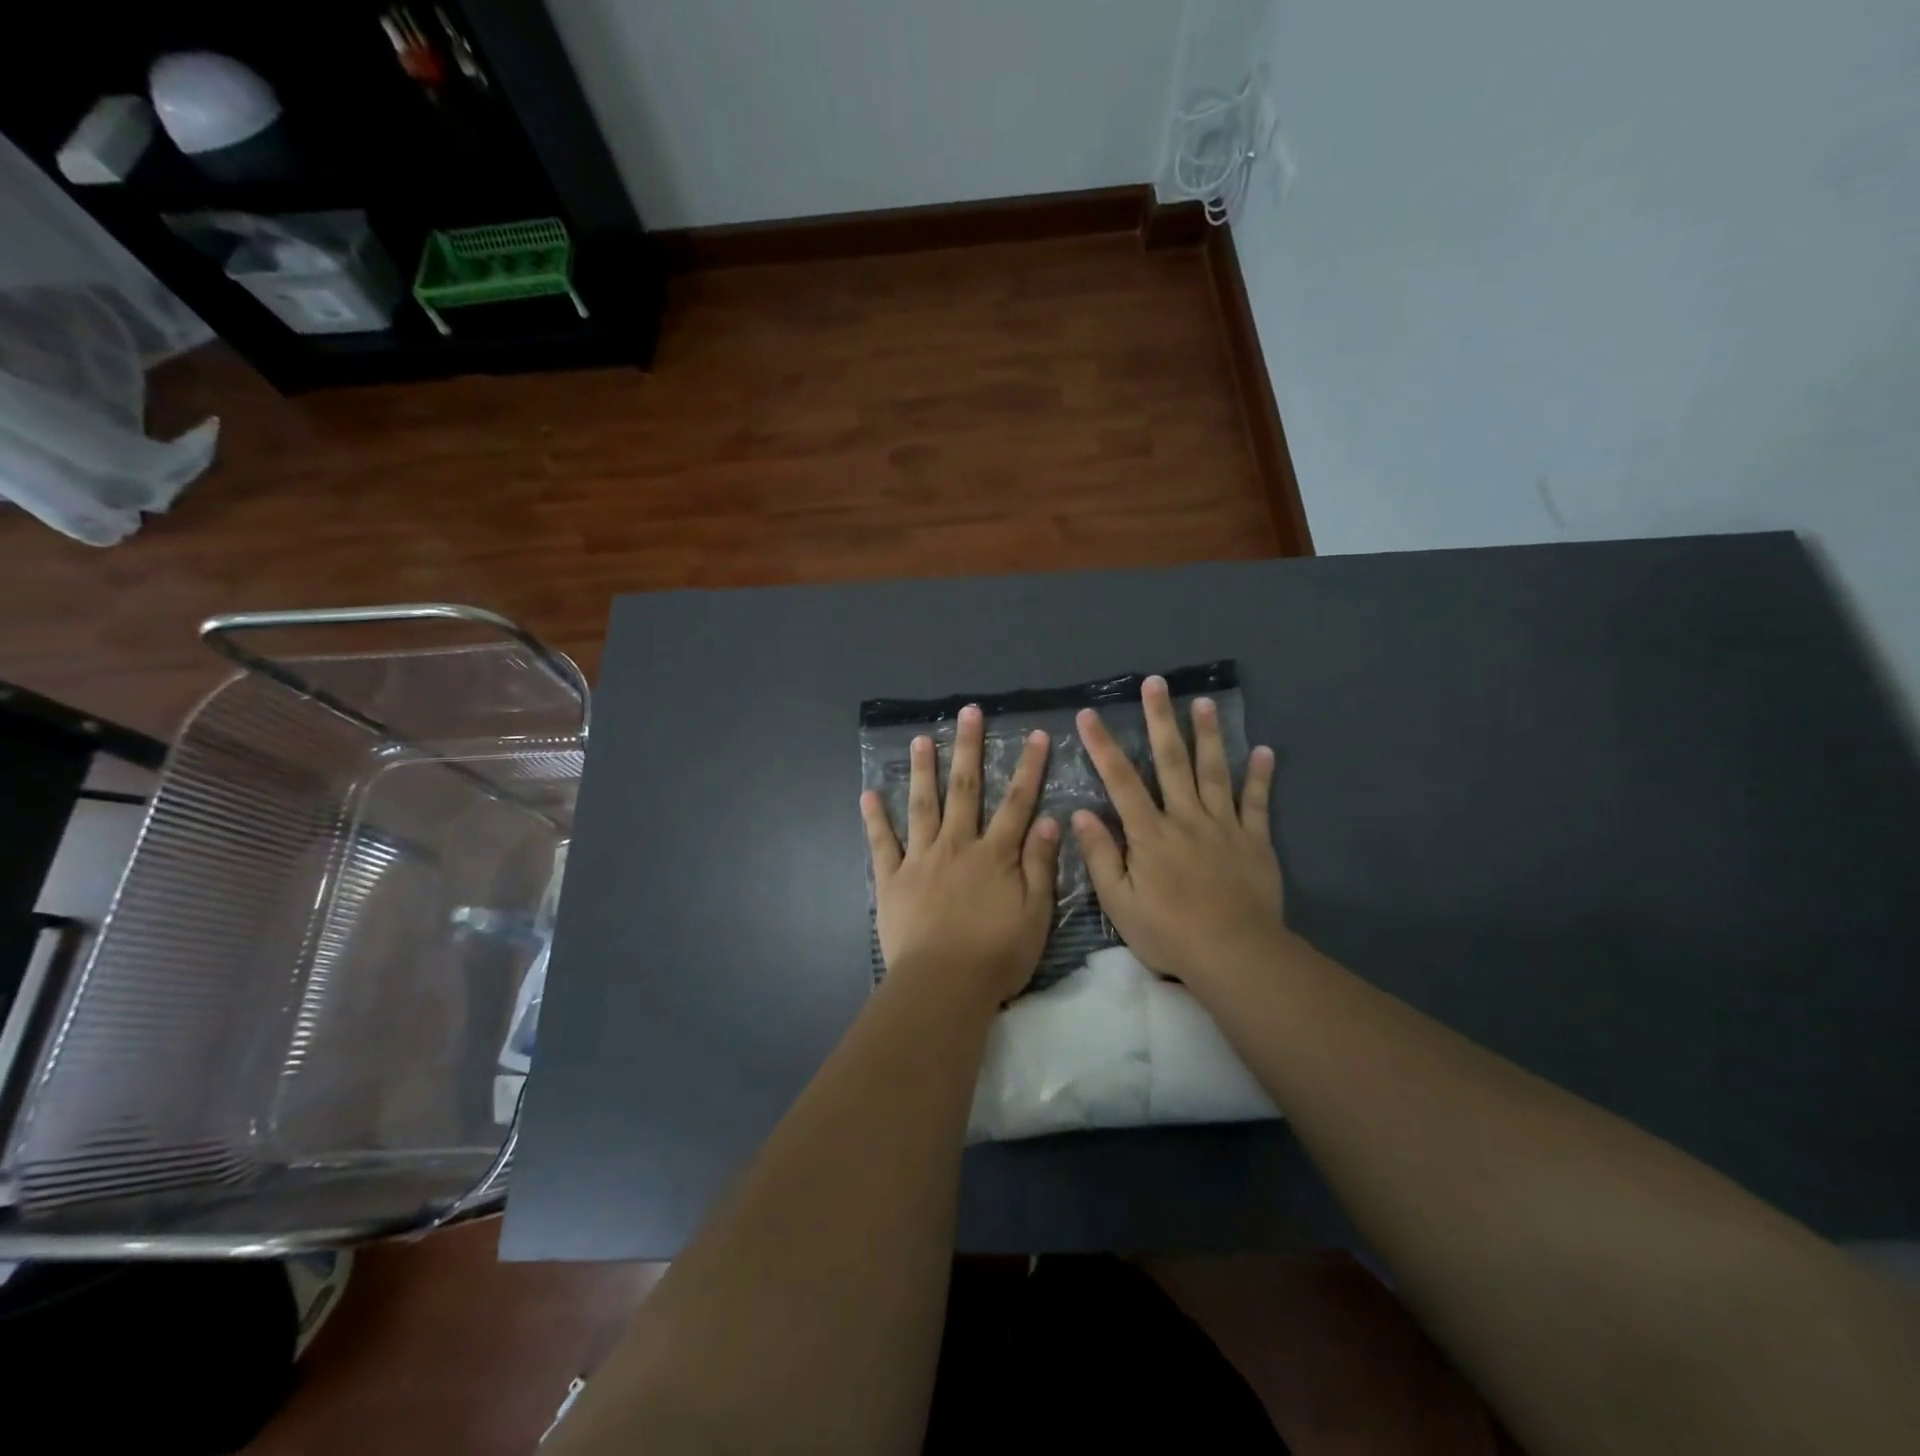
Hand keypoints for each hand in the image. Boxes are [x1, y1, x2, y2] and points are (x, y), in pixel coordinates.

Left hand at [861, 704, 1060, 1009]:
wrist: (942, 986)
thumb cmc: (996, 956)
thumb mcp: (1035, 915)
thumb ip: (1041, 866)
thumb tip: (1049, 819)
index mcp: (995, 854)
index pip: (1017, 802)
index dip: (1029, 767)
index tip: (1035, 735)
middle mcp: (957, 845)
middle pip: (965, 789)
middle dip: (969, 748)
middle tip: (967, 713)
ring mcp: (921, 859)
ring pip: (923, 805)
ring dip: (924, 770)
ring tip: (921, 739)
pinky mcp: (892, 879)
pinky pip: (882, 843)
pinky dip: (875, 818)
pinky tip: (869, 794)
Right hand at [1072, 677, 1284, 990]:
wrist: (1233, 954)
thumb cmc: (1168, 932)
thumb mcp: (1119, 902)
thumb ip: (1101, 856)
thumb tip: (1081, 813)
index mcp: (1149, 833)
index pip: (1120, 781)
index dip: (1103, 745)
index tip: (1089, 714)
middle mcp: (1185, 818)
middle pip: (1171, 761)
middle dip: (1160, 720)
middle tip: (1156, 684)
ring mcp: (1224, 826)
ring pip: (1214, 772)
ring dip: (1208, 735)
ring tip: (1203, 702)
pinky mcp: (1255, 841)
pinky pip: (1258, 803)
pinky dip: (1261, 776)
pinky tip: (1264, 750)